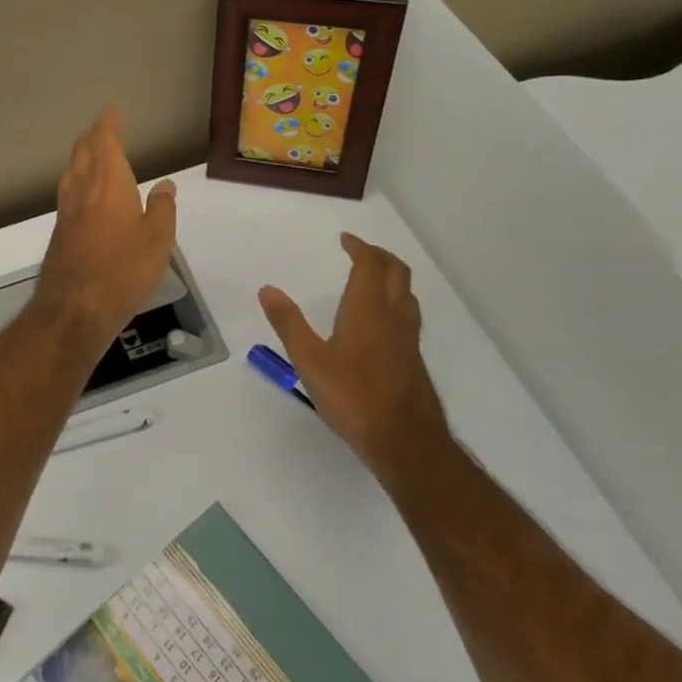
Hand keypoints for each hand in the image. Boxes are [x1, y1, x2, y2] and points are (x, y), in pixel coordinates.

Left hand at [35, 107, 176, 342]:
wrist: (75, 307)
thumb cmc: (124, 268)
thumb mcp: (158, 239)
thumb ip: (162, 208)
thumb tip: (165, 184)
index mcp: (108, 182)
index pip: (105, 141)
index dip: (108, 124)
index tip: (113, 111)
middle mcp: (83, 189)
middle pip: (83, 152)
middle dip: (93, 136)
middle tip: (104, 127)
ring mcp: (67, 211)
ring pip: (72, 172)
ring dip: (82, 156)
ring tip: (93, 153)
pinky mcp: (60, 232)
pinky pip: (69, 193)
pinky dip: (78, 180)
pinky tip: (86, 193)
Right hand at [259, 233, 448, 472]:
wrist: (405, 441)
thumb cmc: (353, 396)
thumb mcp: (309, 360)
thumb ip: (289, 323)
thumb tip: (267, 289)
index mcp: (368, 308)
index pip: (370, 264)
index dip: (360, 247)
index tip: (345, 240)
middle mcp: (393, 315)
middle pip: (396, 271)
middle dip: (379, 256)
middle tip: (359, 252)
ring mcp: (408, 338)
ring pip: (406, 293)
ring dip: (390, 277)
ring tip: (371, 279)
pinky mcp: (413, 358)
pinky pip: (408, 314)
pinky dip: (395, 300)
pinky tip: (380, 322)